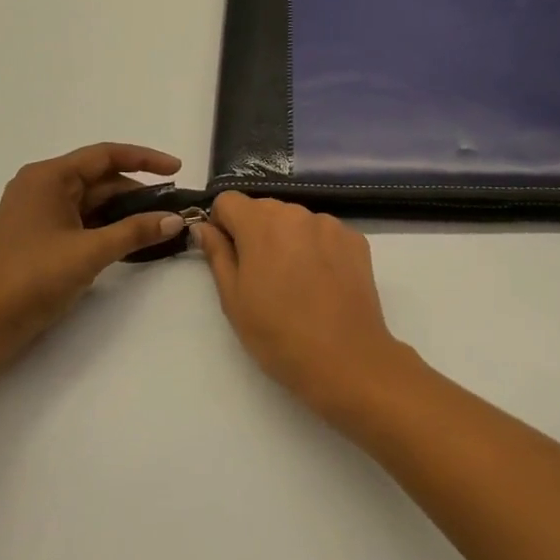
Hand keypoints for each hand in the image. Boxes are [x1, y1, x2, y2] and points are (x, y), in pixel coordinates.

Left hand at [0, 143, 185, 370]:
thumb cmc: (31, 279)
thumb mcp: (90, 252)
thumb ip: (135, 232)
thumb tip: (176, 219)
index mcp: (48, 177)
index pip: (105, 155)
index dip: (145, 159)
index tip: (177, 169)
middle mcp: (42, 187)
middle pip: (100, 178)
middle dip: (137, 191)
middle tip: (172, 207)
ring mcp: (39, 213)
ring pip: (93, 201)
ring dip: (124, 211)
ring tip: (158, 224)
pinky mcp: (39, 237)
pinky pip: (82, 220)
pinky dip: (107, 226)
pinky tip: (131, 240)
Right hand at [194, 194, 416, 420]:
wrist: (345, 359)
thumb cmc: (278, 334)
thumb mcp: (234, 299)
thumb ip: (217, 254)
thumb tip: (204, 227)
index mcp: (261, 223)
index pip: (229, 200)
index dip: (222, 224)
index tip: (229, 255)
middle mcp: (297, 213)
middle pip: (264, 209)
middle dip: (255, 233)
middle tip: (261, 276)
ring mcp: (330, 224)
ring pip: (296, 221)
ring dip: (288, 239)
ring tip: (295, 283)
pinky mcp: (355, 239)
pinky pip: (325, 234)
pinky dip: (317, 249)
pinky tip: (322, 283)